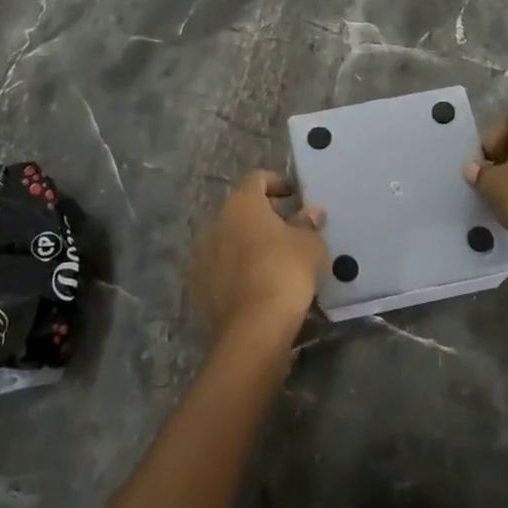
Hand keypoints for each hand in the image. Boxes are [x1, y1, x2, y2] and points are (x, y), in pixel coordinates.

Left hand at [188, 171, 328, 344]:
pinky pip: (220, 267)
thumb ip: (308, 224)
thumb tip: (310, 212)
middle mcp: (216, 221)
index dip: (277, 183)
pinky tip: (256, 284)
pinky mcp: (197, 286)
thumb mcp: (310, 245)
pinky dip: (236, 269)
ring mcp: (201, 254)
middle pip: (240, 209)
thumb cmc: (285, 272)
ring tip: (273, 259)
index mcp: (242, 203)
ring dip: (247, 243)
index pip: (257, 179)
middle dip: (263, 216)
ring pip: (228, 239)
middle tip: (288, 229)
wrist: (253, 329)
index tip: (295, 196)